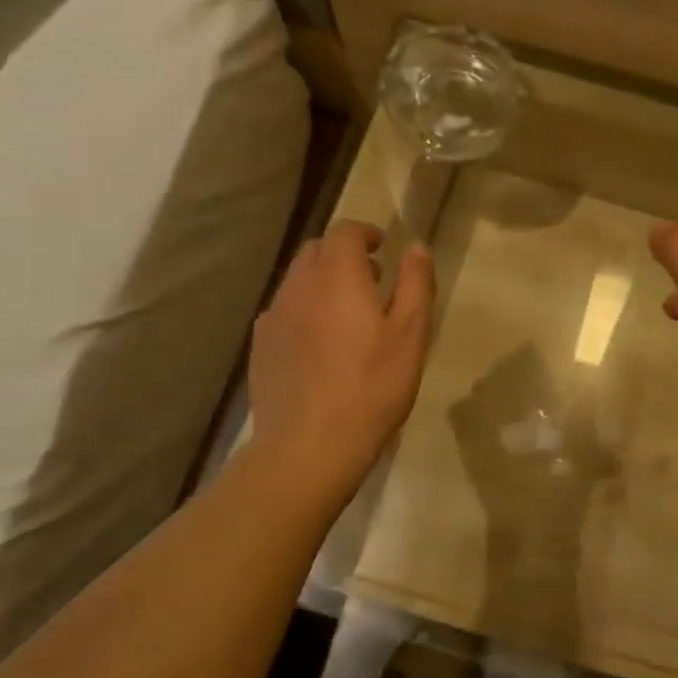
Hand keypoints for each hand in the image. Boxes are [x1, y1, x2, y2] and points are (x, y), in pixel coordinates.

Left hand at [248, 221, 435, 480]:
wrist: (309, 445)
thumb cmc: (372, 387)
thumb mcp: (410, 335)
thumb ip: (415, 284)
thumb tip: (416, 246)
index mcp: (337, 277)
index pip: (344, 232)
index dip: (365, 234)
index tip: (383, 248)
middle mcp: (298, 286)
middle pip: (316, 252)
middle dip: (343, 255)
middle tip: (371, 279)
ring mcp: (273, 317)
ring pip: (297, 282)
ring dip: (322, 283)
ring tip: (347, 314)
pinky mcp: (261, 347)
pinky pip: (284, 312)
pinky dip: (304, 311)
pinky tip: (320, 344)